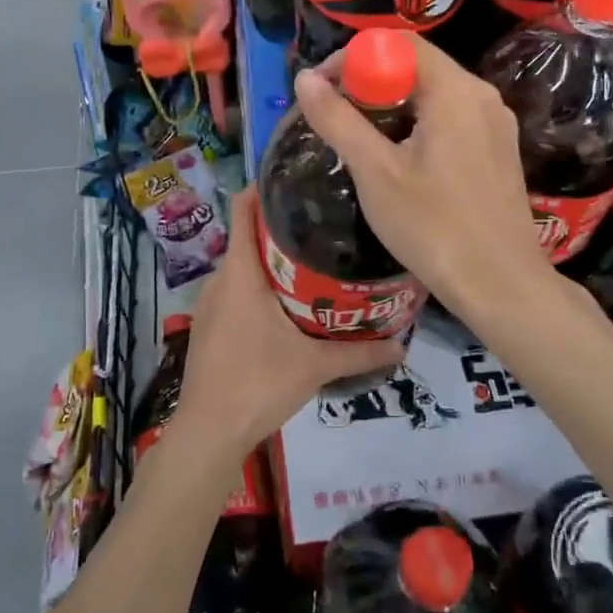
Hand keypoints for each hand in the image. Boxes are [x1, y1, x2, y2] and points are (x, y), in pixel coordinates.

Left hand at [169, 189, 404, 465]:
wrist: (207, 433)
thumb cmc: (257, 384)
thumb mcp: (315, 366)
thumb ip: (361, 353)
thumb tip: (404, 344)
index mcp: (240, 272)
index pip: (243, 208)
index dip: (264, 187)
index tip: (299, 179)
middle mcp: (220, 278)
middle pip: (248, 236)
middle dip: (282, 227)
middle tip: (326, 223)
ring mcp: (210, 304)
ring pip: (243, 267)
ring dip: (272, 261)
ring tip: (315, 260)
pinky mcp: (210, 327)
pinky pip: (236, 291)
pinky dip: (260, 286)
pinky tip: (289, 304)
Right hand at [291, 34, 551, 320]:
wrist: (500, 285)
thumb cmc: (433, 226)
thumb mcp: (375, 172)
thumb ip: (338, 120)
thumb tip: (304, 79)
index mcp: (455, 91)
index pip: (399, 43)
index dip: (353, 57)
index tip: (323, 89)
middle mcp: (482, 96)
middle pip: (418, 66)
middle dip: (370, 82)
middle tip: (336, 115)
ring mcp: (496, 124)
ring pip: (435, 94)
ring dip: (393, 105)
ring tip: (361, 139)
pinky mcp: (499, 150)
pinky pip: (452, 118)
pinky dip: (419, 124)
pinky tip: (401, 159)